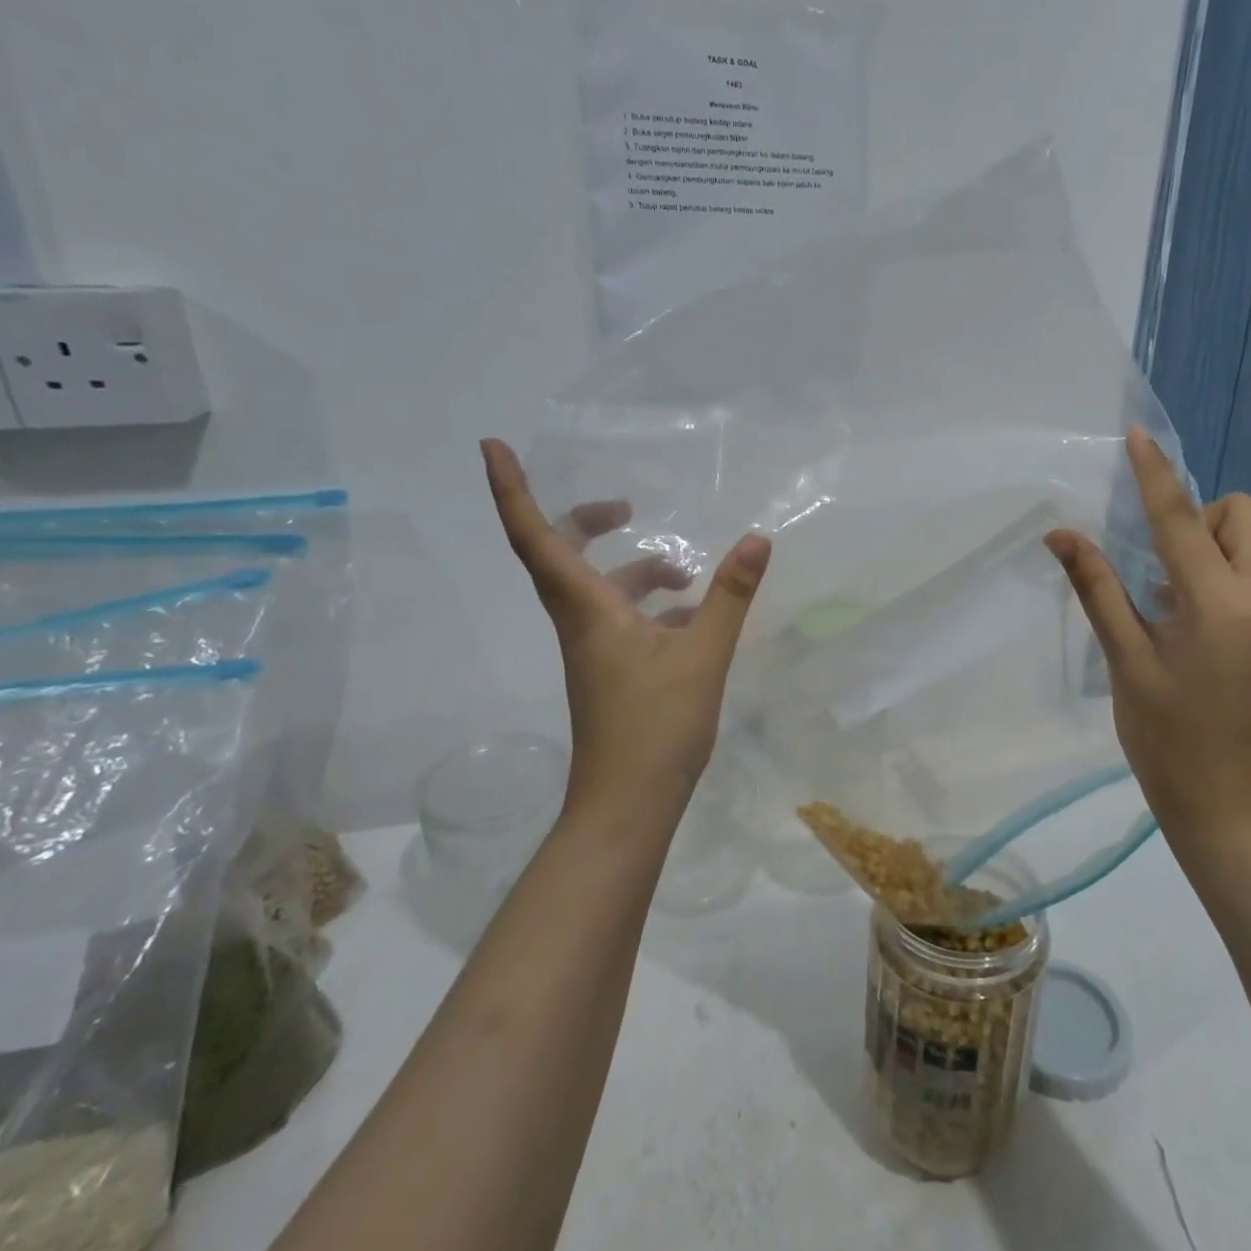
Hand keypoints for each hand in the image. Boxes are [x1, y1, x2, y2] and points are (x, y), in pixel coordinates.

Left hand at [480, 438, 771, 831]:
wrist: (628, 804)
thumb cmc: (657, 726)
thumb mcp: (704, 654)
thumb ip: (729, 594)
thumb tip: (757, 539)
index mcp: (587, 609)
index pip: (537, 537)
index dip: (512, 490)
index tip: (493, 446)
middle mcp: (580, 623)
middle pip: (562, 557)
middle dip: (589, 523)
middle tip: (628, 509)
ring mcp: (593, 650)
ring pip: (601, 592)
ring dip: (639, 573)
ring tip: (691, 575)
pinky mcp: (609, 671)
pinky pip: (622, 621)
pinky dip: (652, 608)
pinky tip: (694, 619)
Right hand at [1046, 429, 1250, 840]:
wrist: (1220, 796)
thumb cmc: (1163, 732)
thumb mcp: (1124, 659)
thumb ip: (1097, 589)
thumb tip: (1061, 535)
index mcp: (1219, 604)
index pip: (1182, 522)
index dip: (1156, 476)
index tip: (1138, 437)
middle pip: (1240, 516)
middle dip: (1196, 517)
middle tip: (1154, 564)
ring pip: (1247, 543)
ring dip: (1204, 546)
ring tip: (1163, 597)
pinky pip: (1248, 572)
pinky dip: (1214, 571)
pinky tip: (1181, 617)